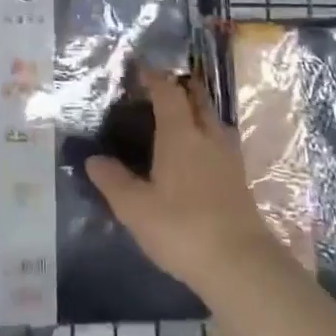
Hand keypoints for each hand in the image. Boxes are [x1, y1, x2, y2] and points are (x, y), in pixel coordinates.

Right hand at [86, 66, 281, 293]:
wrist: (242, 266)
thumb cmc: (182, 228)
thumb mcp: (135, 208)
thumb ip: (113, 181)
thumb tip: (93, 159)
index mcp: (181, 134)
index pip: (168, 93)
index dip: (155, 78)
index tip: (141, 69)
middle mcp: (207, 138)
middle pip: (198, 100)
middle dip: (182, 88)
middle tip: (163, 86)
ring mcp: (229, 160)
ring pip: (214, 122)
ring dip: (199, 111)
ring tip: (182, 117)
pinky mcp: (240, 183)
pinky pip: (221, 143)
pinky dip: (207, 137)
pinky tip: (199, 155)